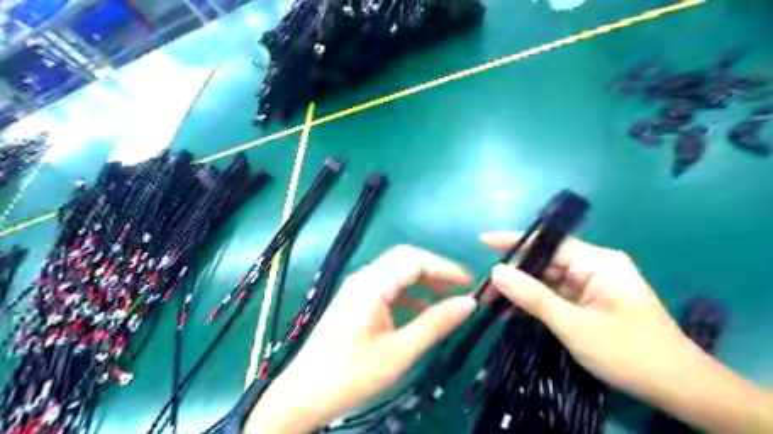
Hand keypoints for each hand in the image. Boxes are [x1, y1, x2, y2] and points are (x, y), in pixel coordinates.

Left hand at [246, 246, 477, 431]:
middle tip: (461, 287)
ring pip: (397, 273)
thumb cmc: (352, 374)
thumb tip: (469, 303)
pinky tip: (423, 310)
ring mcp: (358, 289)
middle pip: (405, 260)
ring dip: (423, 282)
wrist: (305, 394)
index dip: (445, 268)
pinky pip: (388, 288)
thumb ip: (435, 324)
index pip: (414, 261)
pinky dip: (409, 295)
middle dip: (435, 271)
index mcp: (372, 284)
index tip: (470, 283)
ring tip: (447, 298)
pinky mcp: (357, 301)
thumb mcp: (399, 352)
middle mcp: (364, 278)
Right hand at [482, 232, 690, 401]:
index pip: (549, 243)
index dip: (514, 241)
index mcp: (598, 262)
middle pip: (546, 262)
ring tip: (490, 301)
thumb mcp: (574, 325)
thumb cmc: (628, 352)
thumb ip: (533, 297)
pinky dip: (536, 303)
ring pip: (548, 280)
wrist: (679, 389)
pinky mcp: (590, 301)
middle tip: (483, 287)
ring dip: (522, 291)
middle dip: (514, 273)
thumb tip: (496, 271)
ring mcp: (593, 285)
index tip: (483, 241)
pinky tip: (513, 313)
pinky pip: (556, 295)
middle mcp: (594, 267)